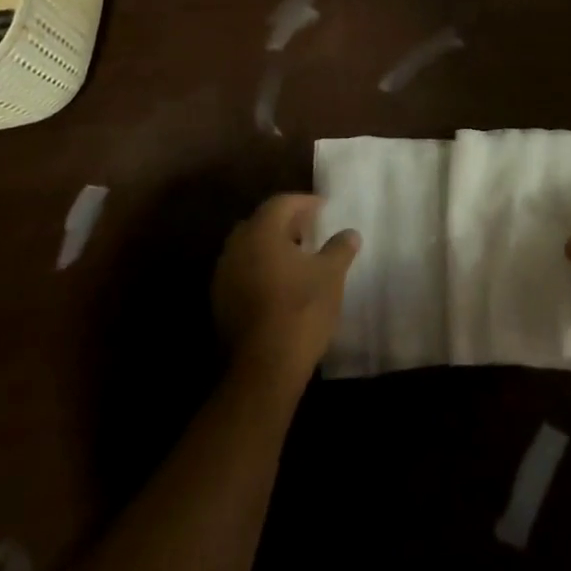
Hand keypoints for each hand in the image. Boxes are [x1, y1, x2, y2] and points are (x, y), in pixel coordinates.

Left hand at [211, 194, 358, 387]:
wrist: (264, 368)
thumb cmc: (301, 310)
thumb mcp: (331, 275)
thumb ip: (340, 248)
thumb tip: (349, 233)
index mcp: (261, 233)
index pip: (281, 203)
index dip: (304, 202)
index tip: (324, 208)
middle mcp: (236, 248)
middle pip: (261, 223)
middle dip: (285, 223)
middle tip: (310, 229)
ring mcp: (223, 277)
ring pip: (249, 249)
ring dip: (271, 247)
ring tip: (298, 257)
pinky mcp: (220, 303)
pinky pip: (242, 272)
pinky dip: (261, 269)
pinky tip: (281, 284)